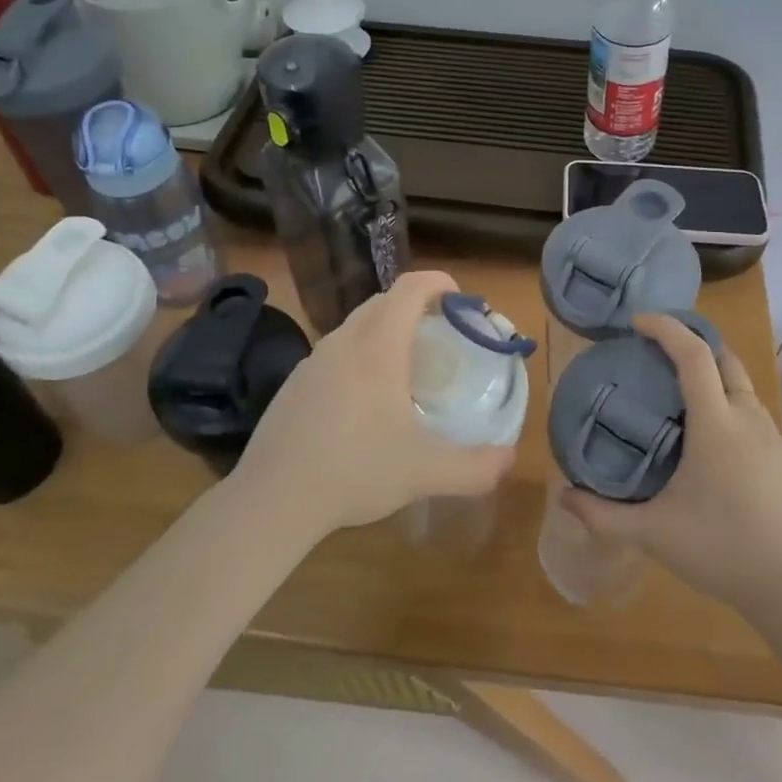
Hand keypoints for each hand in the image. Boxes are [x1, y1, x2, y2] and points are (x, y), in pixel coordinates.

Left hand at [231, 271, 514, 536]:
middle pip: (383, 301)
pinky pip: (336, 352)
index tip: (462, 300)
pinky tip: (365, 401)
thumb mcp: (426, 473)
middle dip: (417, 306)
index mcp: (377, 348)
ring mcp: (313, 361)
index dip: (439, 283)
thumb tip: (508, 459)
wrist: (273, 498)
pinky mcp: (294, 383)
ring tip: (406, 369)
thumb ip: (476, 467)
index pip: (410, 288)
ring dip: (386, 331)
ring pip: (356, 326)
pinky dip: (360, 355)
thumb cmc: (355, 472)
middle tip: (442, 337)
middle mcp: (343, 342)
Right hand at [562, 314, 781, 613]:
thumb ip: (602, 515)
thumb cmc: (721, 550)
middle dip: (694, 344)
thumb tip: (564, 496)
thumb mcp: (652, 534)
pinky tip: (715, 448)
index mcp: (716, 425)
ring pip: (744, 390)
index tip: (638, 322)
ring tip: (682, 401)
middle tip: (659, 354)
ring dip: (714, 379)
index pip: (694, 356)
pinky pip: (756, 418)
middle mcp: (749, 420)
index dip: (667, 329)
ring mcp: (775, 439)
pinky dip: (731, 409)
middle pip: (725, 360)